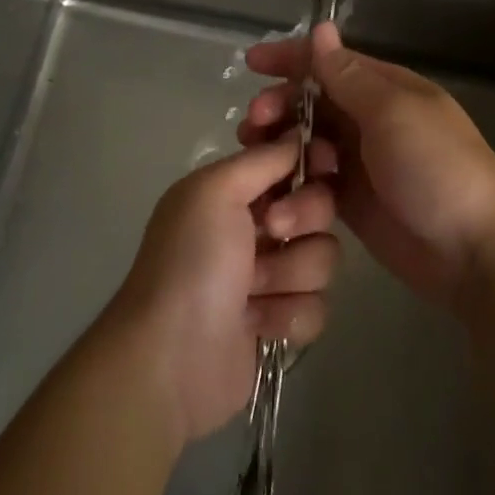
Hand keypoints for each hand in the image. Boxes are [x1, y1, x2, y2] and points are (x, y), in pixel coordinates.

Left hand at [104, 137, 339, 444]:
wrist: (172, 359)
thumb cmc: (191, 262)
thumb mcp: (215, 191)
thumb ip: (262, 159)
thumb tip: (298, 135)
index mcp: (235, 189)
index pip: (291, 160)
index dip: (311, 159)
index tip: (321, 161)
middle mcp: (255, 226)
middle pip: (319, 204)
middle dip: (304, 217)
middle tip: (272, 229)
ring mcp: (270, 275)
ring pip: (323, 256)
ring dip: (292, 274)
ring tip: (254, 291)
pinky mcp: (281, 321)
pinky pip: (318, 305)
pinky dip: (289, 315)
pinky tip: (257, 325)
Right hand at [242, 22, 494, 304]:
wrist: (476, 250)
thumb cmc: (436, 168)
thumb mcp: (393, 113)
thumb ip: (349, 77)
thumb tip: (321, 29)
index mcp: (384, 88)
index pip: (328, 62)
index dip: (290, 59)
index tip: (251, 64)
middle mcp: (369, 119)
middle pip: (311, 103)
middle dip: (279, 109)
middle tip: (255, 125)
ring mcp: (360, 162)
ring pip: (307, 144)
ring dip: (281, 150)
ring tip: (260, 163)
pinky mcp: (352, 202)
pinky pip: (314, 185)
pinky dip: (295, 189)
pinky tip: (280, 202)